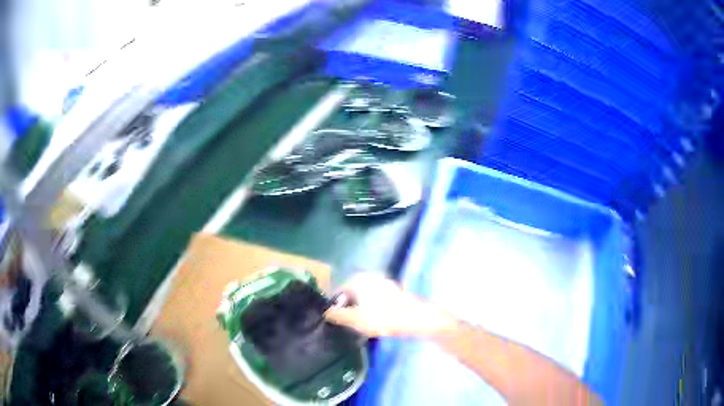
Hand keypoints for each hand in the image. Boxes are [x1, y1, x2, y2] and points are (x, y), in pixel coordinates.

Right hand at [324, 273, 457, 337]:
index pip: (340, 290)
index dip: (336, 304)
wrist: (415, 319)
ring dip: (361, 306)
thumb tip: (326, 312)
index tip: (334, 318)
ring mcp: (385, 283)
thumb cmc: (382, 318)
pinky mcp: (395, 291)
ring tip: (360, 322)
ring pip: (366, 295)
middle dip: (348, 305)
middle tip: (347, 321)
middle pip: (353, 291)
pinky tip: (376, 319)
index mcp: (359, 280)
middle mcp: (371, 277)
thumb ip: (338, 315)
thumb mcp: (355, 319)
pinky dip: (373, 307)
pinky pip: (377, 298)